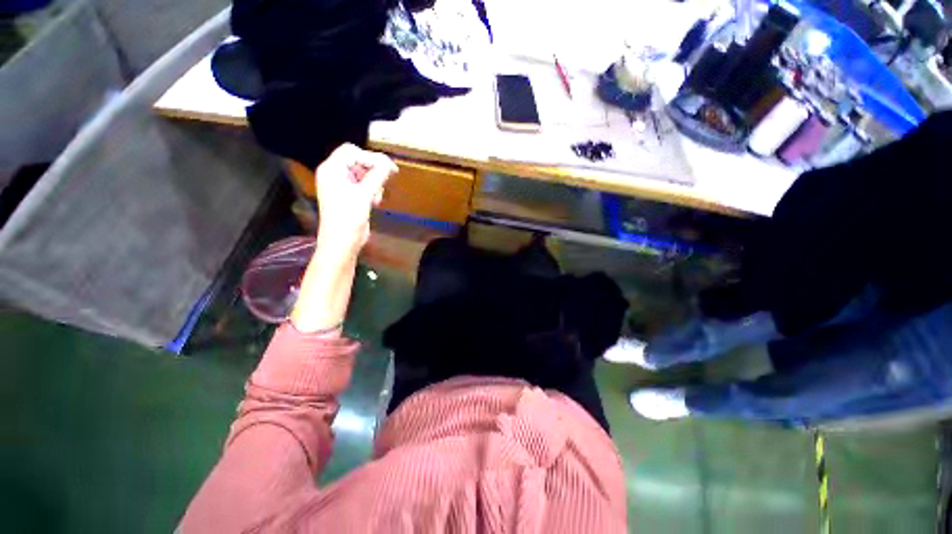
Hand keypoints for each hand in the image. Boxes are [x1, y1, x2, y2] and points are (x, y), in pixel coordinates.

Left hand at [314, 144, 397, 257]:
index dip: (371, 157)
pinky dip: (372, 191)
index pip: (352, 152)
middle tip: (387, 180)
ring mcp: (342, 186)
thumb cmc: (348, 217)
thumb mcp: (364, 194)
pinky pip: (364, 186)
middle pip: (358, 161)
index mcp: (332, 169)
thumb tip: (389, 164)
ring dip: (374, 183)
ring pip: (363, 174)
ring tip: (376, 197)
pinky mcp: (350, 196)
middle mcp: (335, 175)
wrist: (342, 242)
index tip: (389, 168)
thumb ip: (377, 176)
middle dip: (373, 171)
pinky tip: (374, 202)